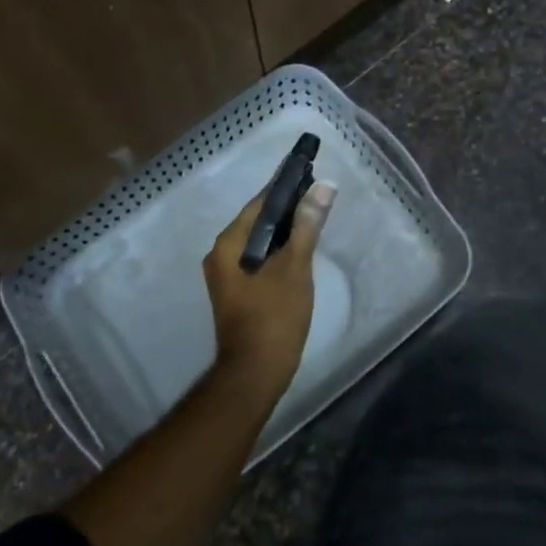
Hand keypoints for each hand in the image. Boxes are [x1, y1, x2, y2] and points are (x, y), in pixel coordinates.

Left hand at [202, 180, 336, 396]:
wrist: (255, 373)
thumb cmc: (274, 317)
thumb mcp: (294, 267)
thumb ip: (307, 225)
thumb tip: (324, 186)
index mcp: (228, 244)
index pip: (258, 203)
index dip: (284, 187)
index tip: (309, 172)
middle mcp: (221, 255)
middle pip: (257, 220)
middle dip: (287, 208)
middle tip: (319, 195)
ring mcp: (227, 275)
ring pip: (259, 241)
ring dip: (285, 230)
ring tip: (315, 217)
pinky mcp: (238, 291)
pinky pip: (259, 258)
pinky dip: (279, 250)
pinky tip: (300, 249)